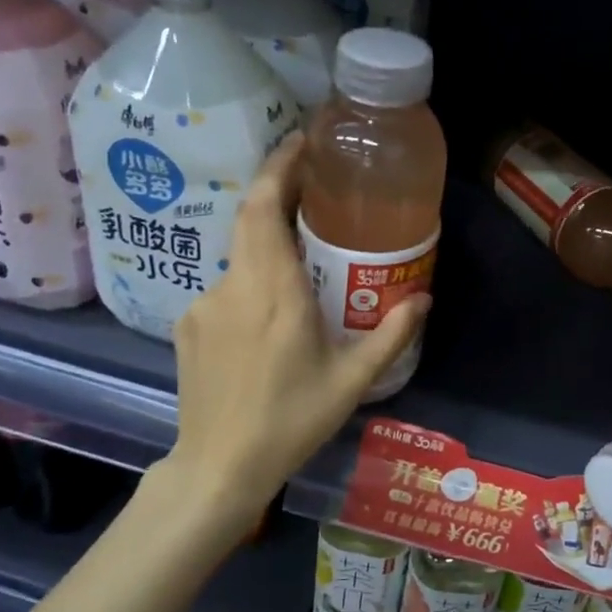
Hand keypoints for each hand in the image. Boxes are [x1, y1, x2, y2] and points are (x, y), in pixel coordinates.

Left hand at [160, 134, 429, 543]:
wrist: (217, 468)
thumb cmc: (290, 422)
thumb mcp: (351, 381)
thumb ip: (390, 335)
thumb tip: (423, 298)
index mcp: (274, 292)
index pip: (265, 208)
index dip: (279, 168)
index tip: (301, 143)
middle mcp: (233, 286)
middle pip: (250, 218)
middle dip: (279, 192)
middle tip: (314, 187)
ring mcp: (204, 304)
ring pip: (240, 257)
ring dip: (271, 249)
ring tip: (304, 269)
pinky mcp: (189, 324)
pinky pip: (226, 288)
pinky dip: (251, 284)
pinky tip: (269, 319)